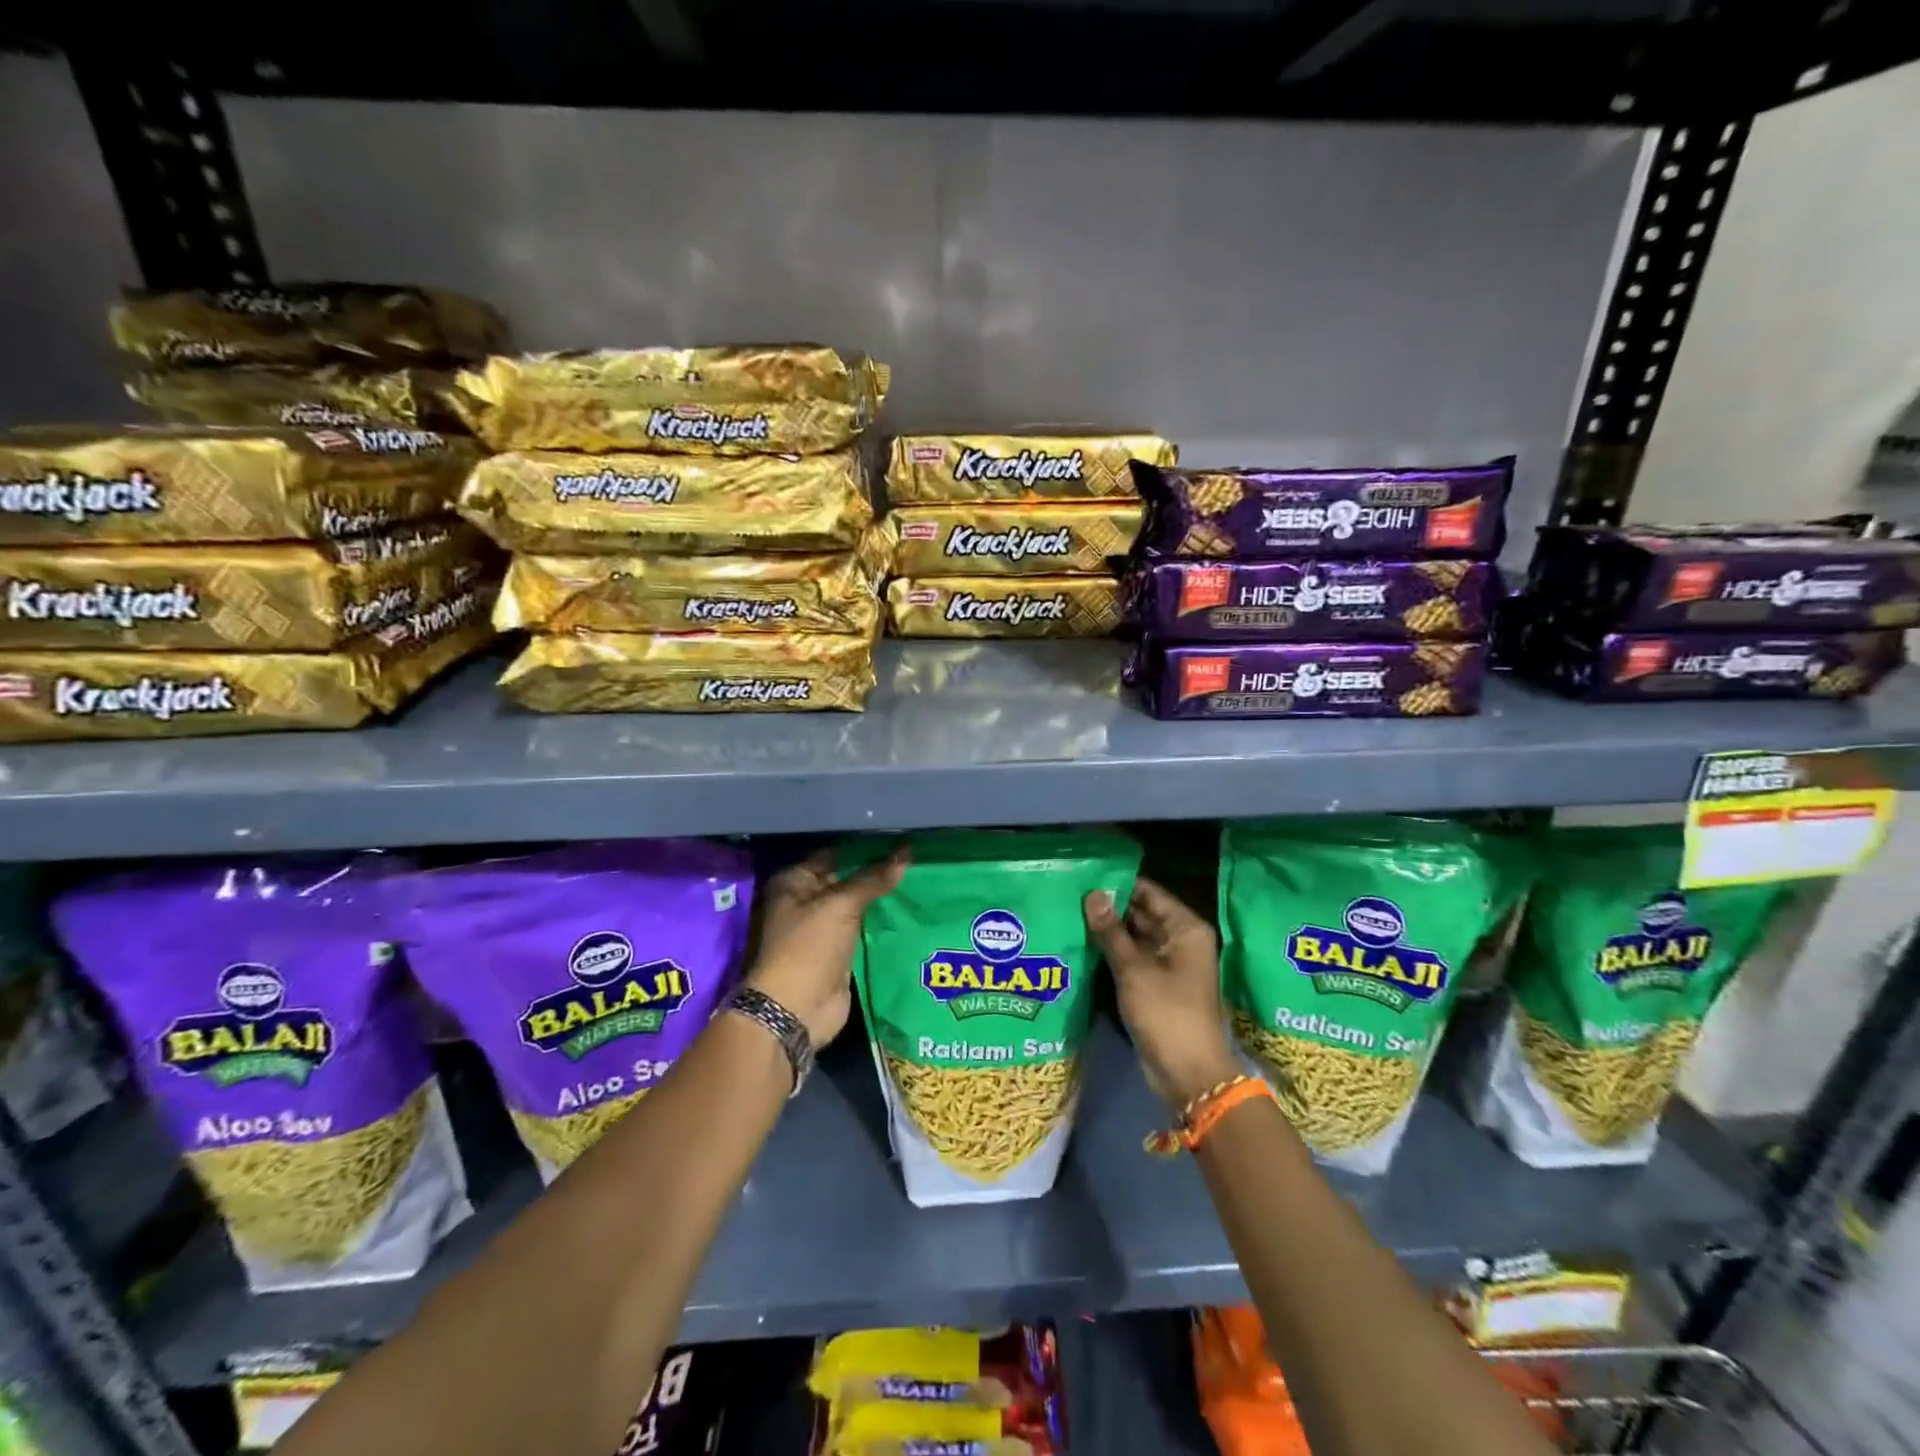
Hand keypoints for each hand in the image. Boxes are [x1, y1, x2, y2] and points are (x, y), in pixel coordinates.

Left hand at [747, 847, 907, 1047]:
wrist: (797, 1009)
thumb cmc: (809, 947)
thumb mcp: (841, 905)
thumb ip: (873, 879)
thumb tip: (906, 853)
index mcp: (794, 883)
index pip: (834, 855)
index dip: (864, 848)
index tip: (898, 840)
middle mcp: (805, 902)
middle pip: (846, 880)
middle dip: (876, 872)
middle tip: (914, 859)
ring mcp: (822, 929)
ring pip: (857, 905)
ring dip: (881, 898)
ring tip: (919, 879)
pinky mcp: (839, 952)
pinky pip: (863, 929)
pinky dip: (881, 922)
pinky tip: (909, 909)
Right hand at [1085, 877, 1238, 1106]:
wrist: (1188, 1074)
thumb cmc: (1166, 1013)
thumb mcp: (1134, 969)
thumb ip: (1110, 931)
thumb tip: (1092, 894)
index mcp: (1185, 929)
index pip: (1148, 893)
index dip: (1118, 884)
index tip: (1084, 876)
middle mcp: (1180, 940)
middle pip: (1141, 913)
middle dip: (1109, 907)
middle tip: (1070, 895)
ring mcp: (1169, 964)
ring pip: (1134, 937)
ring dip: (1108, 931)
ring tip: (1069, 915)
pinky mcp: (1157, 985)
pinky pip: (1133, 959)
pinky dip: (1112, 953)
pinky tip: (1082, 945)